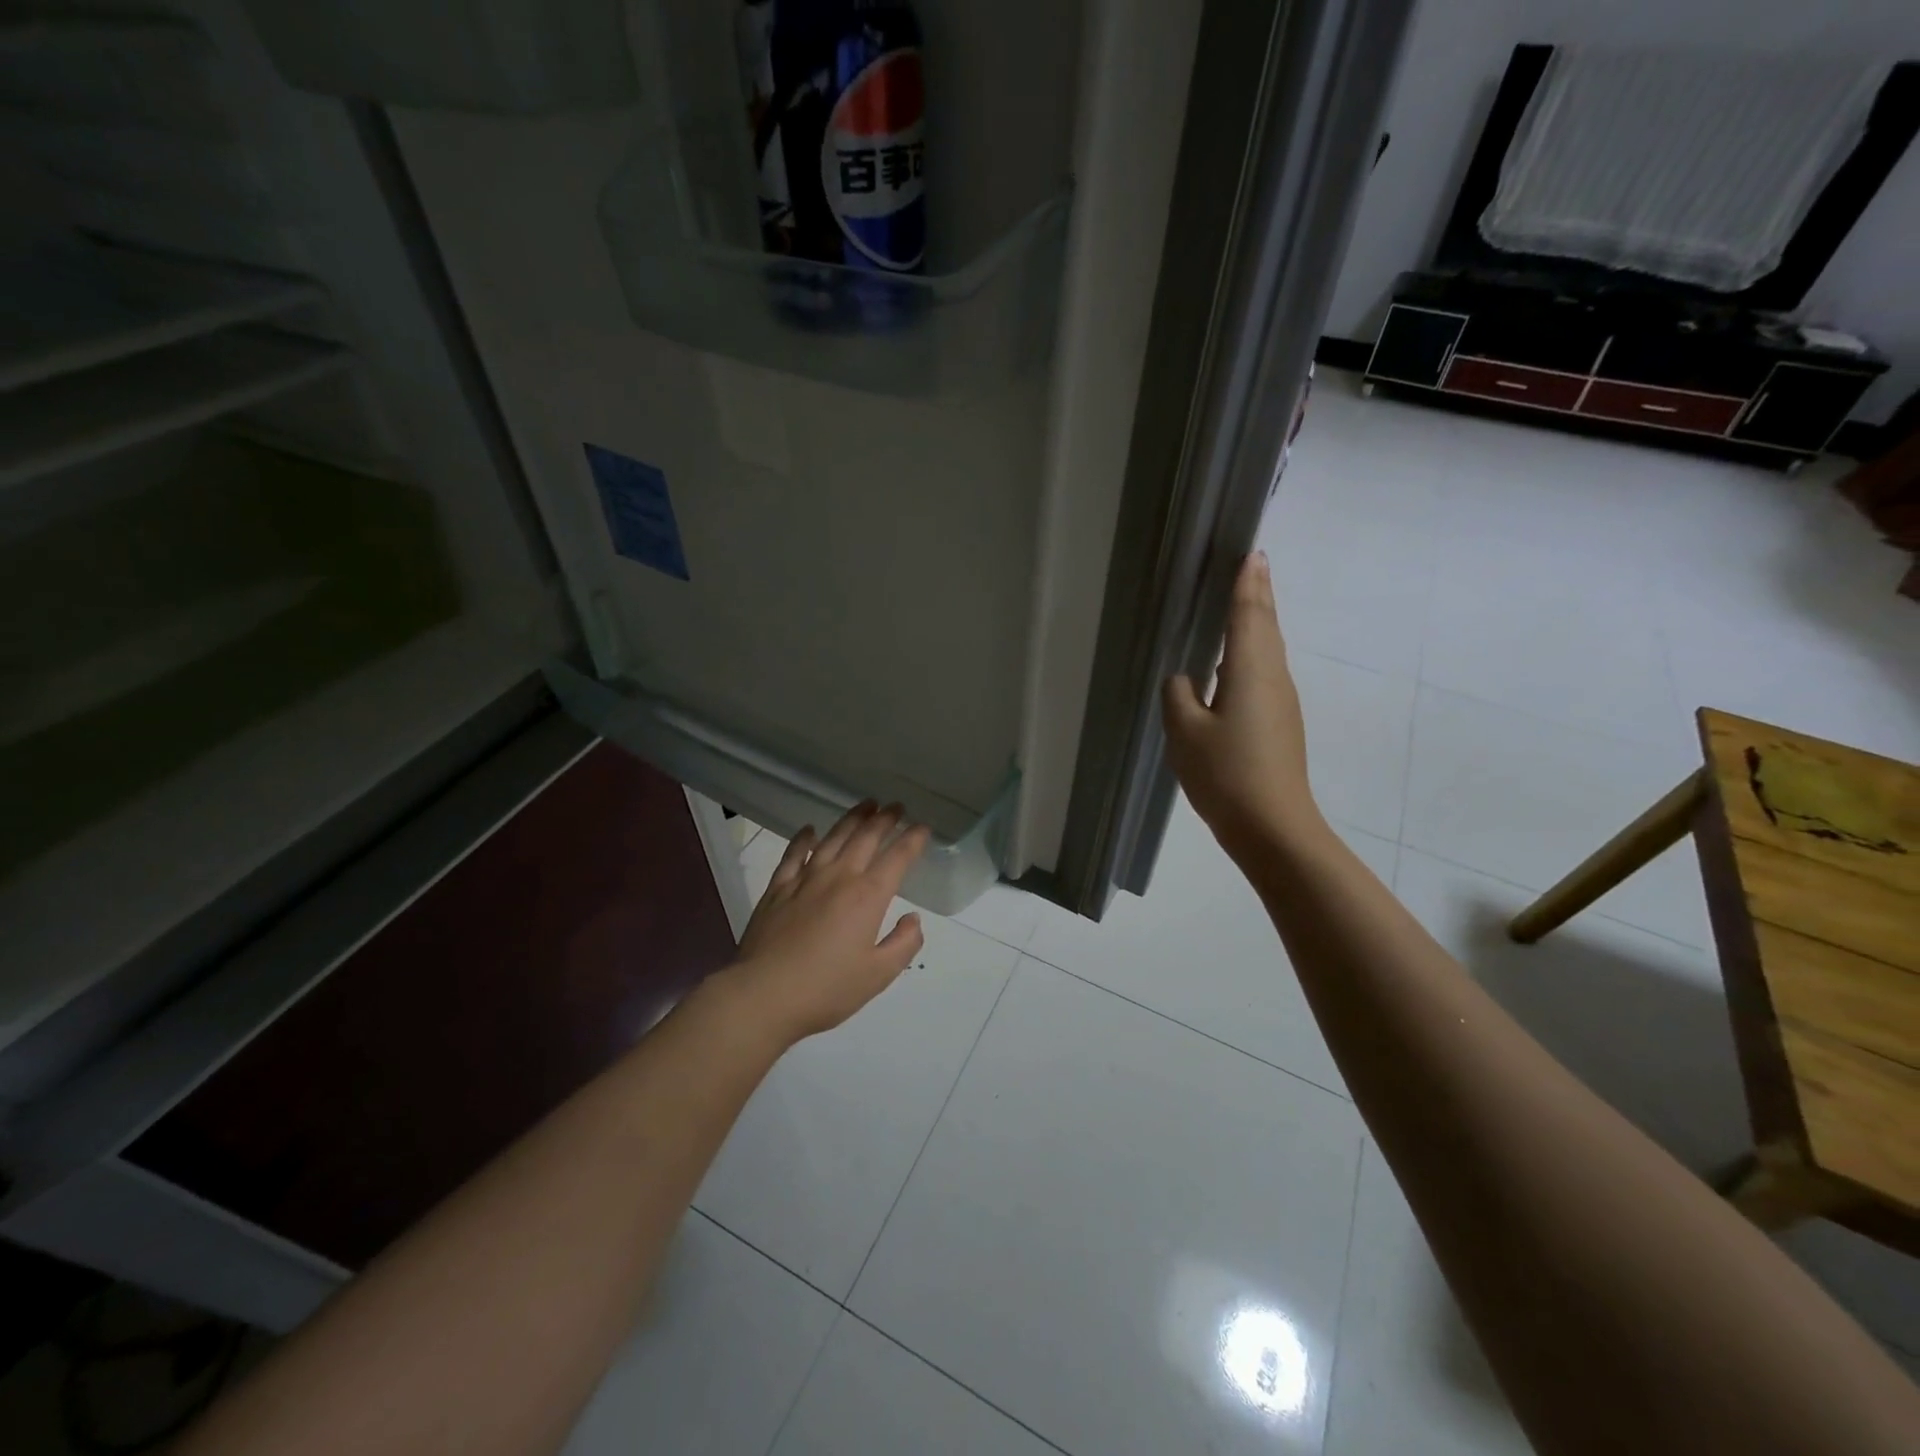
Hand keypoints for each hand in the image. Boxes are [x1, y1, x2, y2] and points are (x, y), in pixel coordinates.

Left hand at [723, 802, 930, 1045]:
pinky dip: (804, 839)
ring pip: (833, 838)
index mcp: (867, 897)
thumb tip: (913, 918)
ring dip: (852, 819)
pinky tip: (810, 830)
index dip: (913, 840)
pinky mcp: (777, 889)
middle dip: (885, 819)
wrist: (763, 995)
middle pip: (866, 838)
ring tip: (866, 805)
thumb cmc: (826, 989)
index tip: (923, 827)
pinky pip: (794, 854)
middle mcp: (839, 878)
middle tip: (897, 806)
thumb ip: (903, 944)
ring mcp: (805, 879)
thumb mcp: (878, 975)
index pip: (897, 858)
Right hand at [1162, 552, 1322, 859]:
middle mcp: (1273, 678)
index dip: (1248, 584)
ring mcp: (1281, 702)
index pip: (1248, 615)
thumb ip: (1178, 697)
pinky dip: (1251, 655)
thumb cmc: (1226, 773)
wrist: (1273, 826)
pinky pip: (1264, 674)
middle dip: (1258, 595)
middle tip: (1252, 566)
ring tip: (1242, 605)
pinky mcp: (1280, 724)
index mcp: (1249, 671)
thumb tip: (1183, 680)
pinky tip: (1232, 666)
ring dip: (1256, 624)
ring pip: (1267, 651)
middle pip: (1266, 627)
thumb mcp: (1185, 733)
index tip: (1252, 554)